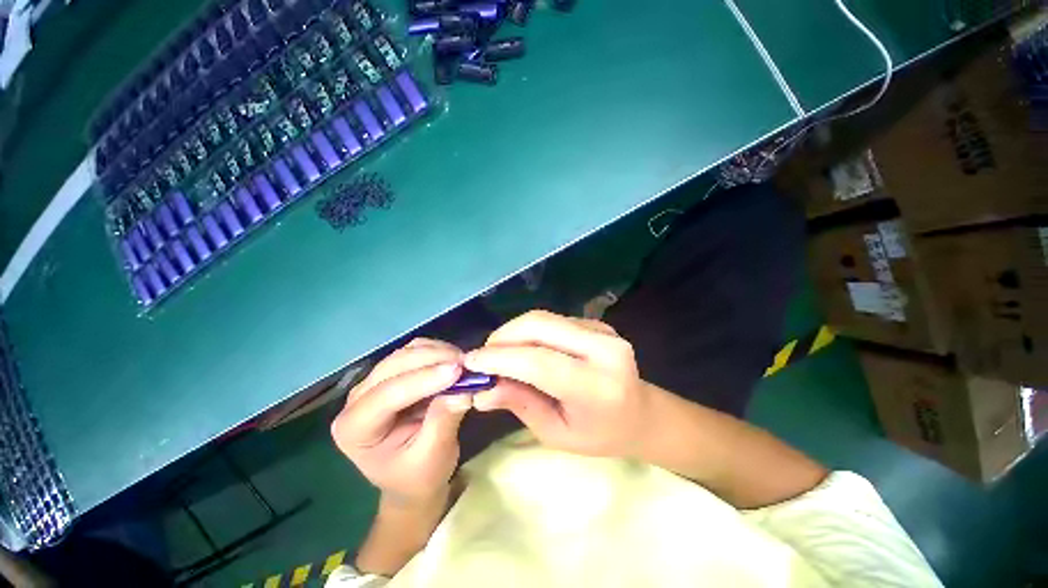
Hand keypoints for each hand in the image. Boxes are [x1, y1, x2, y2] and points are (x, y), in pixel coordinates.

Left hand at [331, 338, 471, 504]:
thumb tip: (464, 391)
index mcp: (353, 429)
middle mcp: (356, 400)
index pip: (386, 396)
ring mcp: (374, 382)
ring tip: (464, 363)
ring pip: (404, 353)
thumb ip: (444, 422)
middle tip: (466, 364)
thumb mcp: (433, 457)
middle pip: (393, 367)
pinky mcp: (392, 372)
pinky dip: (436, 350)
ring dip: (436, 352)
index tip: (458, 371)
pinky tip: (453, 360)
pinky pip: (413, 350)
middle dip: (432, 360)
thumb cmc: (419, 475)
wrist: (413, 477)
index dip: (423, 380)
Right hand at [464, 310, 654, 457]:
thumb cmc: (599, 434)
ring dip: (514, 332)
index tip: (470, 362)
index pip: (538, 362)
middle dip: (503, 337)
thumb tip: (481, 390)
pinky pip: (553, 320)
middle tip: (484, 356)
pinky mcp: (596, 323)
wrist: (641, 413)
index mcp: (597, 386)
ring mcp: (602, 330)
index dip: (500, 358)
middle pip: (539, 326)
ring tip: (500, 353)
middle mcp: (604, 349)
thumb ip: (520, 404)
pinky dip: (530, 331)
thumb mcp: (556, 433)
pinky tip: (524, 348)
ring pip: (543, 318)